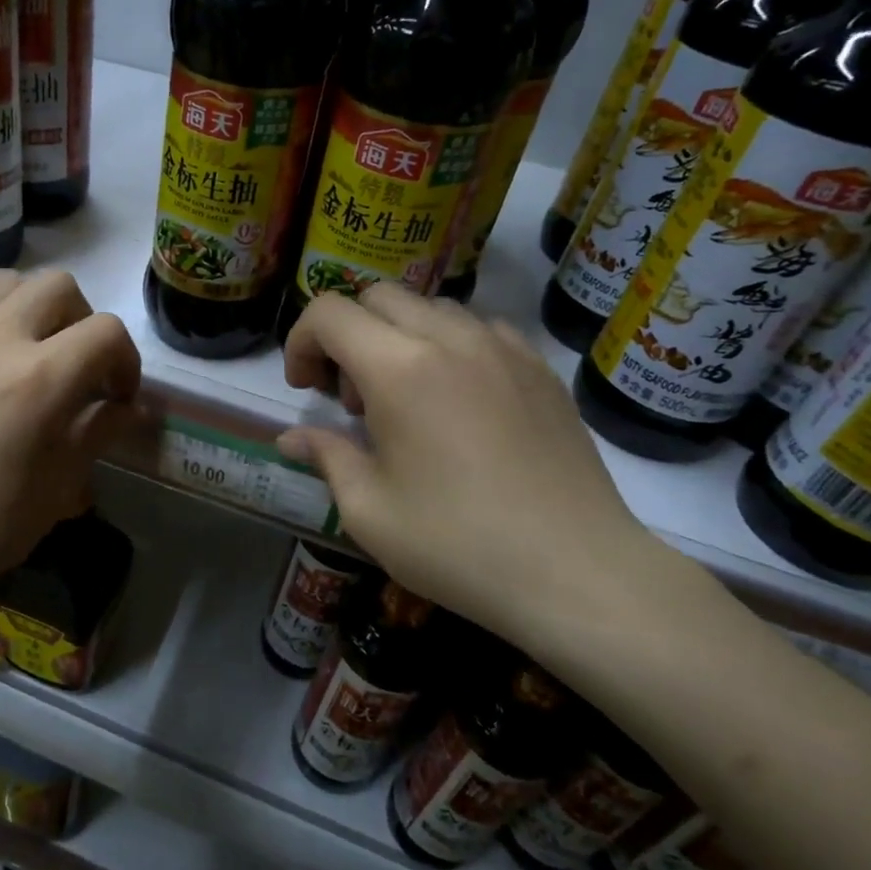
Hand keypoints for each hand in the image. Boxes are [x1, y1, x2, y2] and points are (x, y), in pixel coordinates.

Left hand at [0, 271, 140, 643]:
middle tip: (79, 369)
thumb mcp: (55, 489)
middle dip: (84, 322)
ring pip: (11, 283)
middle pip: (60, 286)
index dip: (127, 361)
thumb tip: (131, 409)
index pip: (106, 332)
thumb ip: (98, 433)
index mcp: (38, 379)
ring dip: (37, 309)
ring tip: (34, 355)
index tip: (118, 398)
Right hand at [278, 286, 666, 648]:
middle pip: (378, 297)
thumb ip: (326, 456)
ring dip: (398, 338)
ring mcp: (503, 348)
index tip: (305, 389)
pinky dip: (450, 347)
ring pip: (430, 308)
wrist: (577, 573)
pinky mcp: (540, 368)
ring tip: (406, 401)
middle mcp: (451, 339)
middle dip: (347, 335)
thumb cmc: (457, 545)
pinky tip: (458, 402)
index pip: (329, 313)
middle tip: (352, 399)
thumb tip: (293, 438)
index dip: (301, 341)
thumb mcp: (368, 510)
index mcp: (399, 369)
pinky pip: (480, 329)